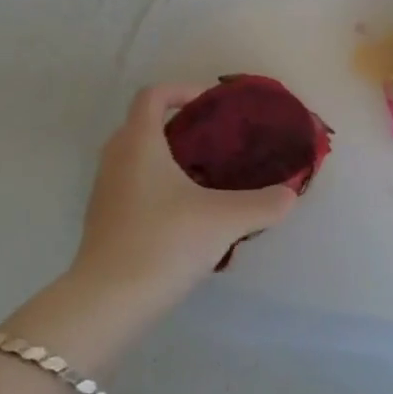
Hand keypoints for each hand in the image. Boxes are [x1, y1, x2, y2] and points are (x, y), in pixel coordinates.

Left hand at [72, 84, 300, 301]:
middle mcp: (116, 158)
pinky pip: (130, 185)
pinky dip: (154, 186)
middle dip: (178, 126)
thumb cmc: (164, 243)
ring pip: (135, 157)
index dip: (182, 90)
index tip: (211, 107)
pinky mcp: (102, 220)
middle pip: (143, 123)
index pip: (153, 95)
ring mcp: (104, 190)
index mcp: (139, 142)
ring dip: (165, 158)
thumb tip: (290, 194)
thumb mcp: (224, 221)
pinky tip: (183, 215)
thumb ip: (262, 204)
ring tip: (202, 179)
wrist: (107, 303)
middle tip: (213, 143)